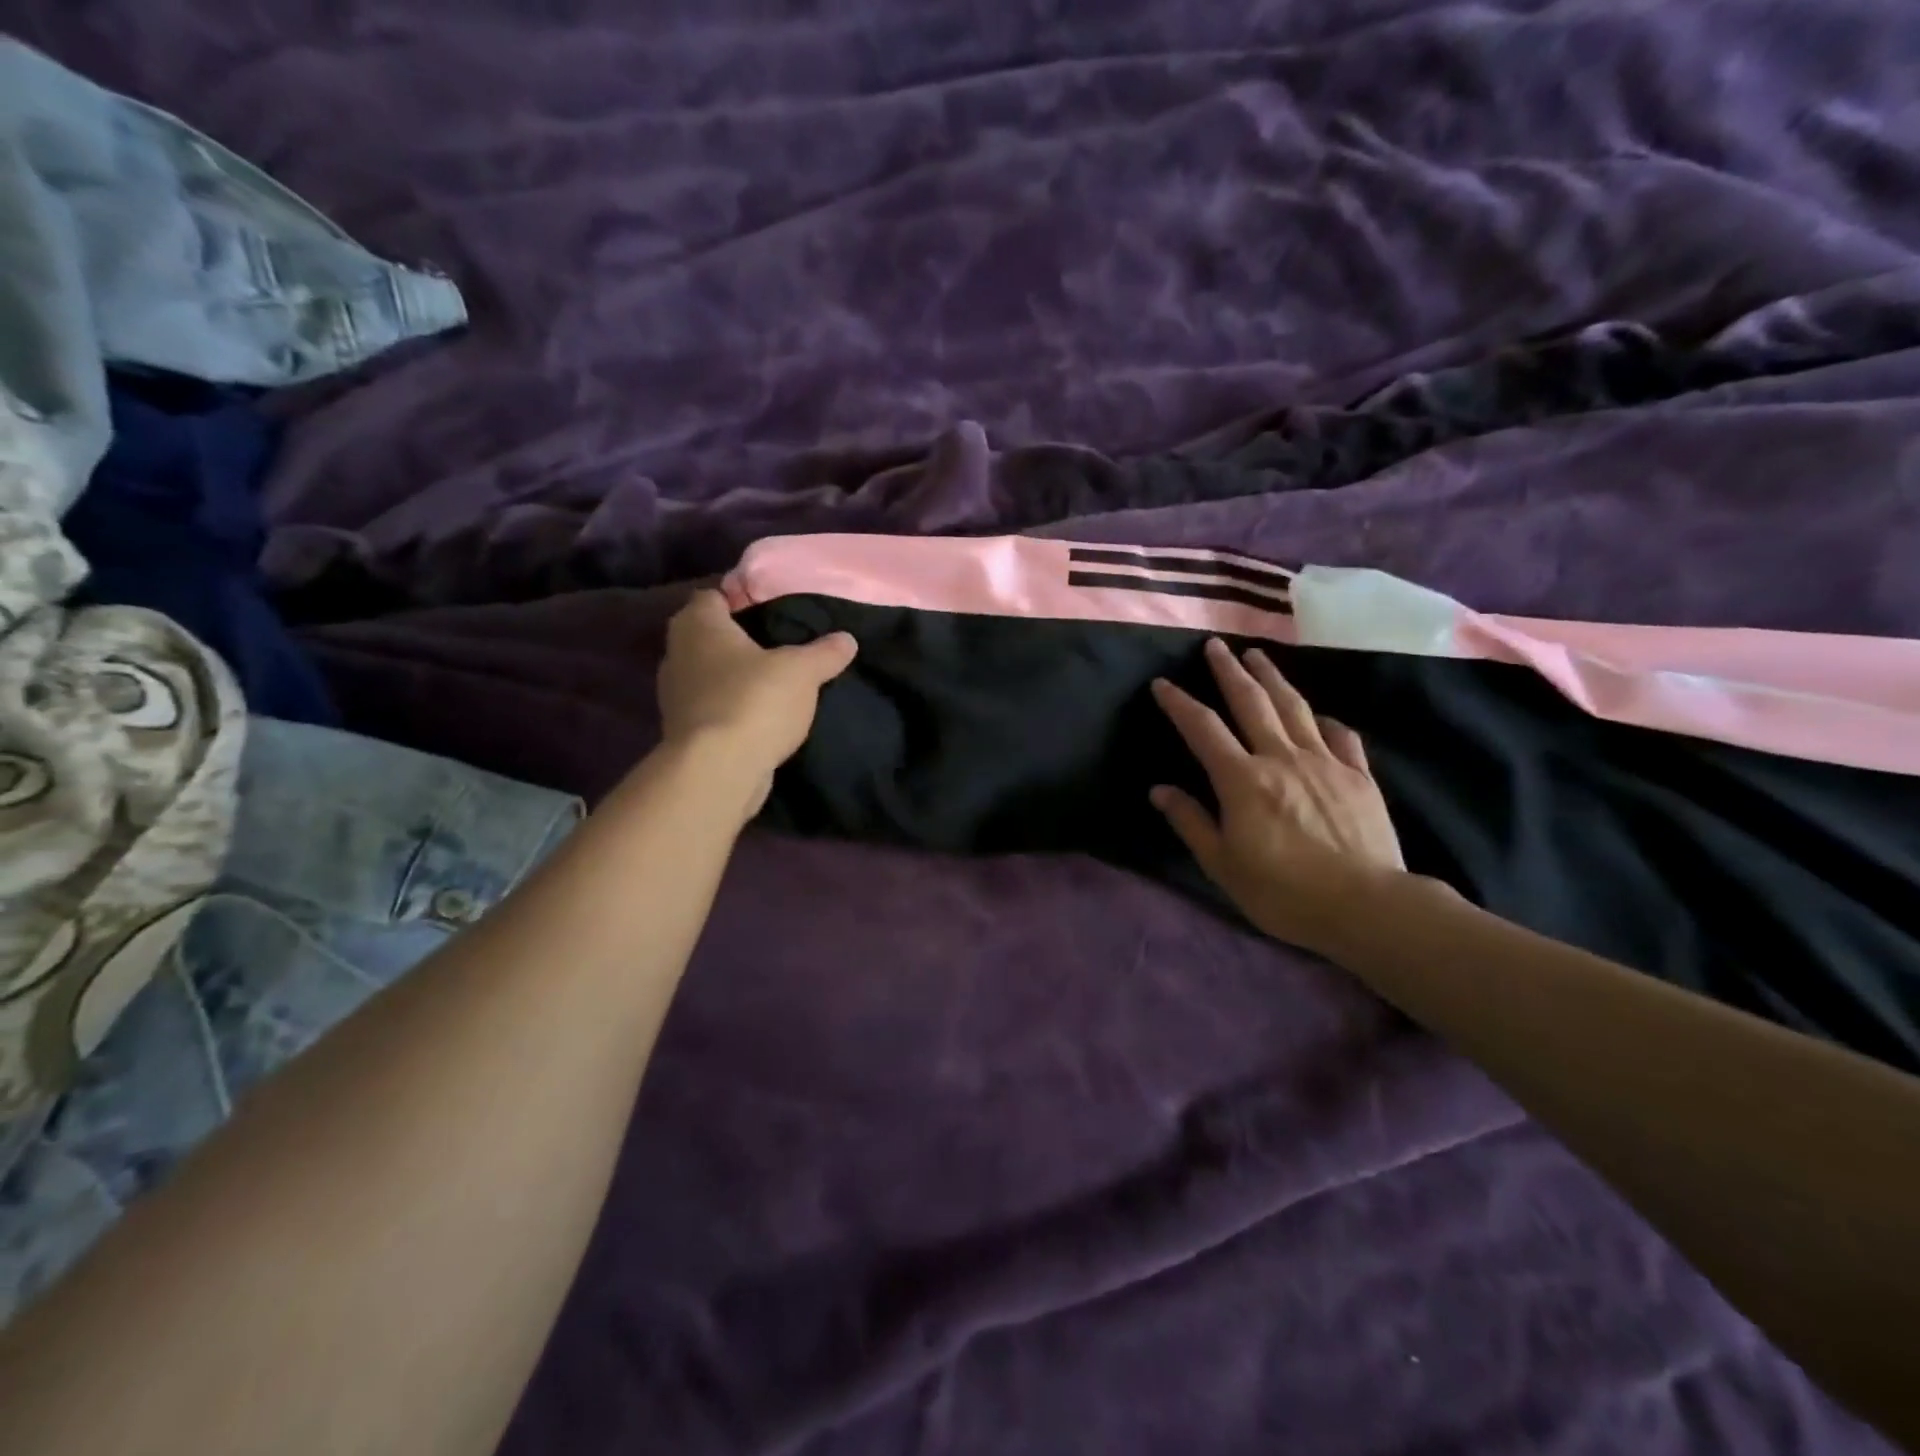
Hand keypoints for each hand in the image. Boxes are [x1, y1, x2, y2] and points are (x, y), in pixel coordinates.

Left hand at [657, 590, 857, 816]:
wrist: (718, 770)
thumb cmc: (754, 701)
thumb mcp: (802, 671)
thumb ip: (825, 652)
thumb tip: (847, 639)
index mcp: (699, 625)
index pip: (711, 597)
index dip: (738, 599)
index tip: (769, 610)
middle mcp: (677, 654)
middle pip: (707, 636)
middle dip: (737, 640)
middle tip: (777, 646)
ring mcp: (675, 696)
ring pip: (707, 674)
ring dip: (732, 677)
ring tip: (771, 683)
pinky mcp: (683, 731)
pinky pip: (710, 707)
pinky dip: (730, 708)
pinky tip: (759, 716)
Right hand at [1150, 638, 1406, 955]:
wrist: (1366, 906)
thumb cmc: (1283, 892)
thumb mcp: (1223, 865)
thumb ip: (1191, 822)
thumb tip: (1160, 790)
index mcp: (1243, 780)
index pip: (1203, 729)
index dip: (1179, 703)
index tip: (1162, 683)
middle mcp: (1281, 758)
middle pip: (1251, 702)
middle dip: (1229, 670)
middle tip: (1215, 645)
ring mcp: (1324, 762)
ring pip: (1295, 707)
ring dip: (1273, 677)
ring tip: (1258, 654)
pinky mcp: (1358, 775)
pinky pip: (1340, 736)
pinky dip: (1324, 720)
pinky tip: (1318, 715)